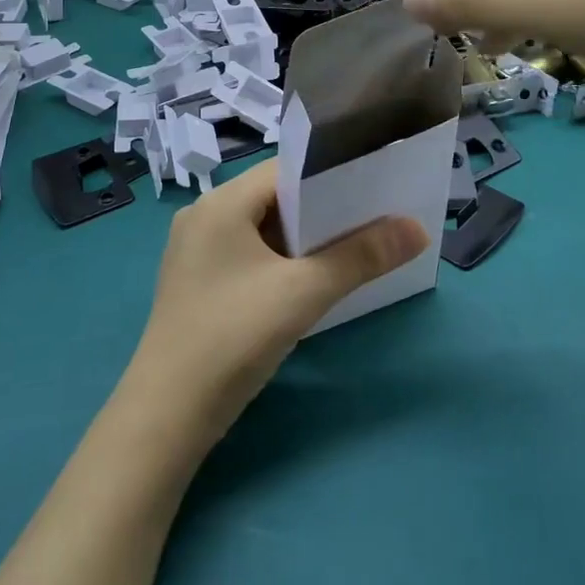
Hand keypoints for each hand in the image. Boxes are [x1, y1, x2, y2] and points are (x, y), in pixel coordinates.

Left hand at [123, 161, 426, 446]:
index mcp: (221, 203)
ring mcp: (196, 252)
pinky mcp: (198, 283)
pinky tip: (310, 281)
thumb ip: (361, 256)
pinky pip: (248, 256)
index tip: (374, 186)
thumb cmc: (234, 336)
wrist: (167, 414)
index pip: (285, 170)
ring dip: (303, 240)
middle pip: (274, 199)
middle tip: (373, 218)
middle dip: (323, 210)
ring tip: (353, 247)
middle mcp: (204, 216)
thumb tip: (418, 229)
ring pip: (262, 230)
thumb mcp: (304, 292)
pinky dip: (280, 261)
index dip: (331, 175)